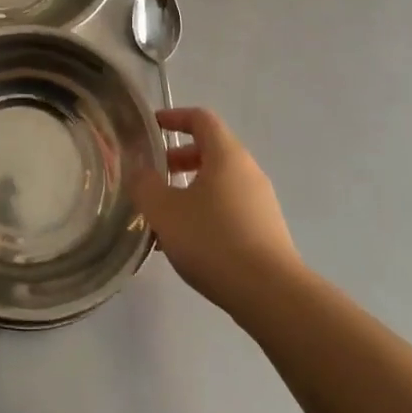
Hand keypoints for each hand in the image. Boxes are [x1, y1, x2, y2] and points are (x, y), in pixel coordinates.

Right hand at [133, 108, 299, 317]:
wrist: (271, 295)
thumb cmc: (213, 240)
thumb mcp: (164, 211)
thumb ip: (145, 185)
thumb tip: (140, 172)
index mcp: (226, 155)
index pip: (201, 118)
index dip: (174, 117)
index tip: (152, 127)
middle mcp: (248, 171)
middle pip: (211, 150)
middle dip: (178, 159)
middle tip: (153, 177)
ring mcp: (261, 202)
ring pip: (220, 183)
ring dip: (190, 189)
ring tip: (165, 217)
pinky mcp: (267, 231)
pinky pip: (230, 207)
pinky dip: (206, 212)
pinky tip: (188, 243)